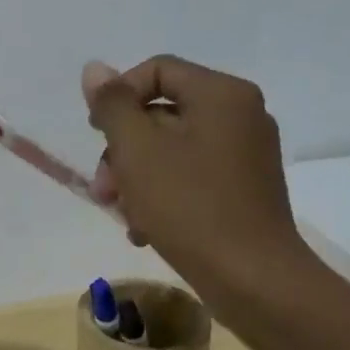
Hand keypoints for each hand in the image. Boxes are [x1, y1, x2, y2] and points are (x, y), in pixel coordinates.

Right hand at [83, 55, 313, 291]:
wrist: (254, 281)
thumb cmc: (190, 205)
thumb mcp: (137, 149)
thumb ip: (112, 105)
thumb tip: (95, 68)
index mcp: (221, 94)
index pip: (156, 71)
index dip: (117, 96)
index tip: (96, 134)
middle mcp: (240, 115)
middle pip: (162, 113)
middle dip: (122, 149)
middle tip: (103, 189)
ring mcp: (247, 154)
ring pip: (172, 149)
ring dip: (136, 177)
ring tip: (122, 215)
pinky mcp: (246, 189)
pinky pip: (192, 175)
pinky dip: (164, 194)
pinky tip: (145, 229)